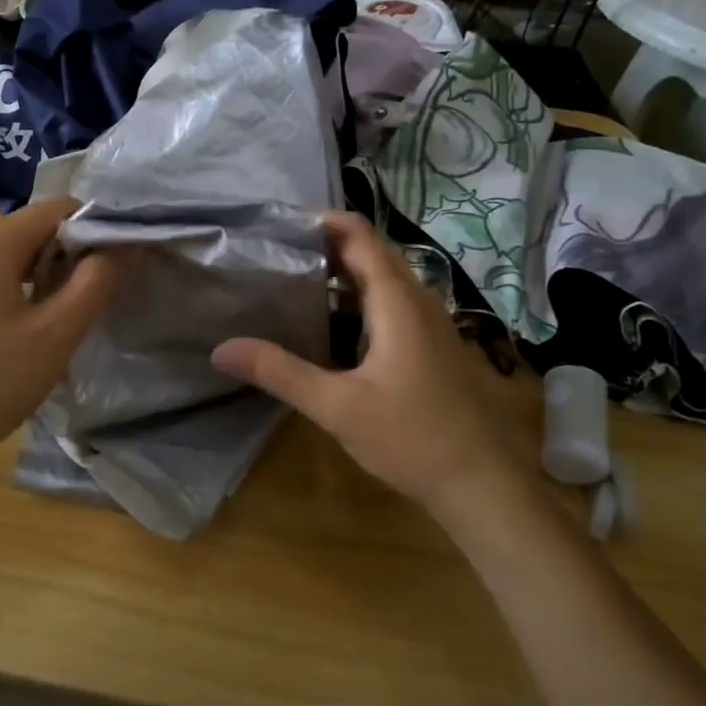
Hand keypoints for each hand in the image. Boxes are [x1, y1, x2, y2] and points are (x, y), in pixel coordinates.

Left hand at [0, 197, 121, 468]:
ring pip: (15, 255)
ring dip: (49, 275)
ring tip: (71, 314)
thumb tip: (126, 246)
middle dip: (73, 255)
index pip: (58, 209)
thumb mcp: (57, 332)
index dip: (96, 228)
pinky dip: (22, 289)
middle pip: (36, 230)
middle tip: (99, 295)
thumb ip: (97, 282)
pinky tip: (33, 326)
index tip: (122, 262)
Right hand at [212, 212, 537, 520]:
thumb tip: (221, 349)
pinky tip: (331, 325)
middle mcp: (418, 300)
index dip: (322, 221)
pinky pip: (392, 303)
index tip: (279, 226)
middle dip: (325, 245)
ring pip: (383, 280)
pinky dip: (359, 300)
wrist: (484, 484)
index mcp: (397, 301)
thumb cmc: (412, 438)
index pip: (359, 235)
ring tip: (293, 281)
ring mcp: (431, 323)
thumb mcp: (337, 407)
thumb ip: (280, 372)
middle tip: (275, 253)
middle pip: (370, 253)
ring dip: (342, 274)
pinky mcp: (433, 345)